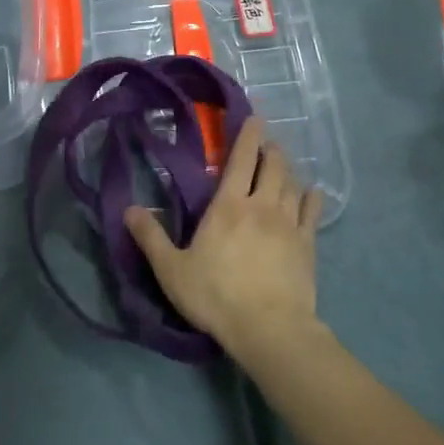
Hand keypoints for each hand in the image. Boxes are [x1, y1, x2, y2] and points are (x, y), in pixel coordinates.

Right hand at [123, 117, 324, 354]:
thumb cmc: (215, 295)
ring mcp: (289, 224)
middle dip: (270, 149)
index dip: (247, 135)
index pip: (240, 160)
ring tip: (283, 166)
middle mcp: (262, 206)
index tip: (253, 117)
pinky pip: (312, 212)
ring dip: (288, 170)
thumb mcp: (171, 269)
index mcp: (228, 206)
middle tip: (267, 143)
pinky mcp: (308, 245)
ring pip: (293, 185)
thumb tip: (129, 208)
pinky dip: (312, 198)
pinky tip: (313, 193)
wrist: (268, 327)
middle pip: (272, 166)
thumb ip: (150, 237)